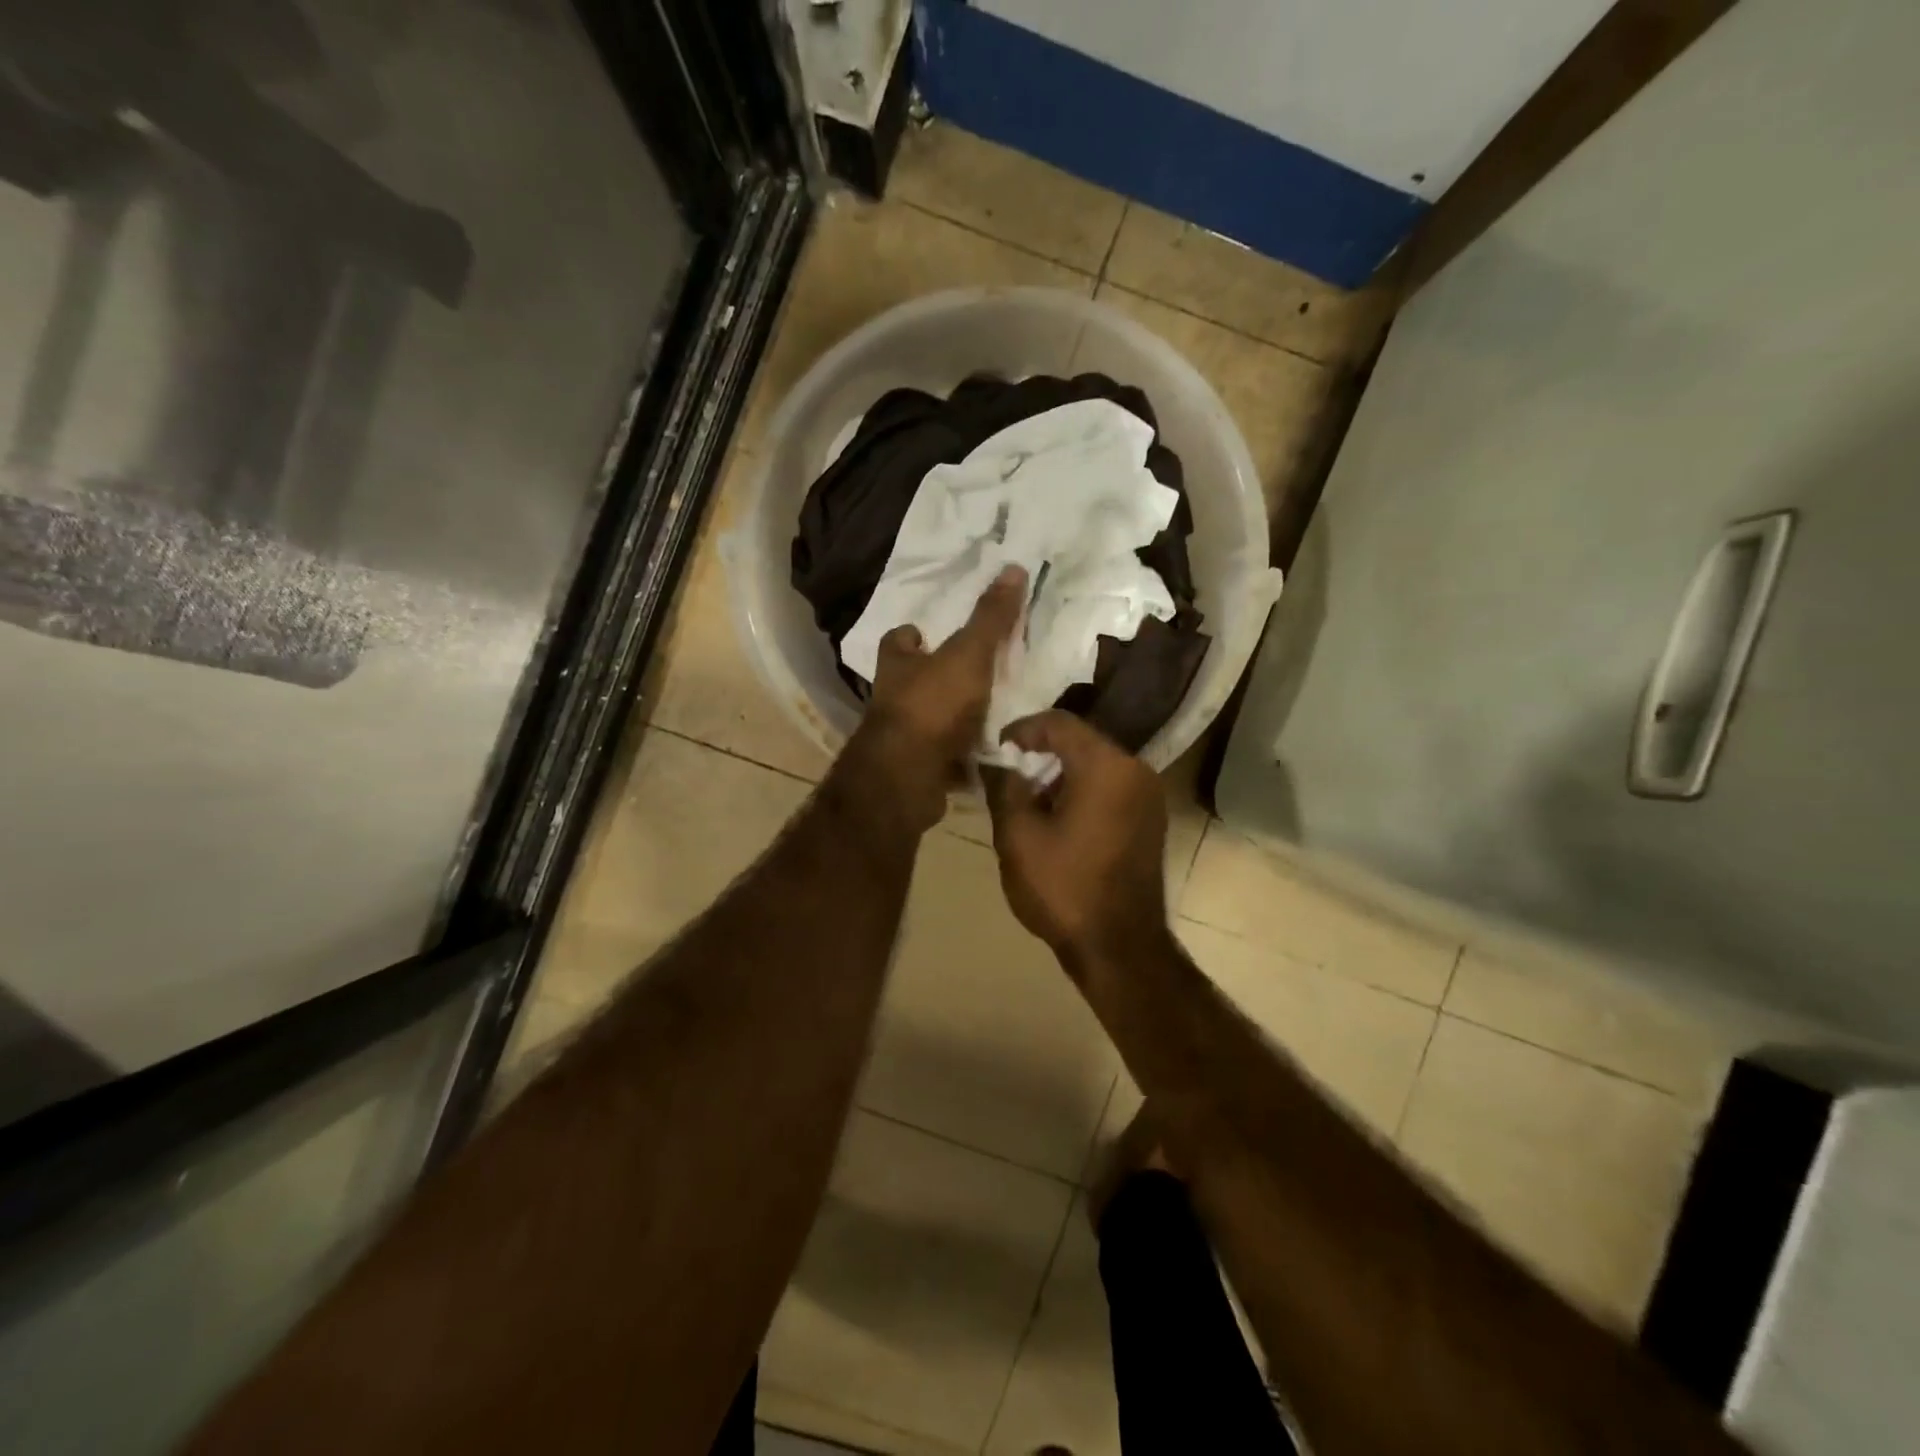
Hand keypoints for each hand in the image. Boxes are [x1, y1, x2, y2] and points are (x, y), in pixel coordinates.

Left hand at [848, 565, 1027, 833]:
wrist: (909, 776)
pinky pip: (942, 755)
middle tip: (975, 671)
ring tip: (992, 710)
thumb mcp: (968, 654)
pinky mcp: (916, 767)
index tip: (933, 633)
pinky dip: (960, 753)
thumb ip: (990, 618)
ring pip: (928, 718)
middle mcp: (892, 697)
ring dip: (952, 716)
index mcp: (897, 664)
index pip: (898, 639)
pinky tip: (989, 751)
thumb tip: (1014, 567)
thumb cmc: (933, 705)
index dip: (915, 635)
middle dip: (937, 676)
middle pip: (913, 679)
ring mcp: (902, 736)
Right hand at [983, 710, 1169, 969]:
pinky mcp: (1150, 818)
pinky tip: (1057, 817)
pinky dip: (1082, 790)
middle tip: (1007, 774)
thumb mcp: (1018, 836)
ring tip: (1027, 798)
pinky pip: (1111, 787)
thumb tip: (997, 761)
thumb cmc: (1064, 888)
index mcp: (1106, 766)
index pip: (1059, 723)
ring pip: (1096, 764)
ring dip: (1060, 773)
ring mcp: (1149, 795)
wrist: (1119, 947)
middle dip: (1040, 753)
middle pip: (1080, 741)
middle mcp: (1136, 769)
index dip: (1021, 729)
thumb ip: (1004, 786)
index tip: (995, 750)